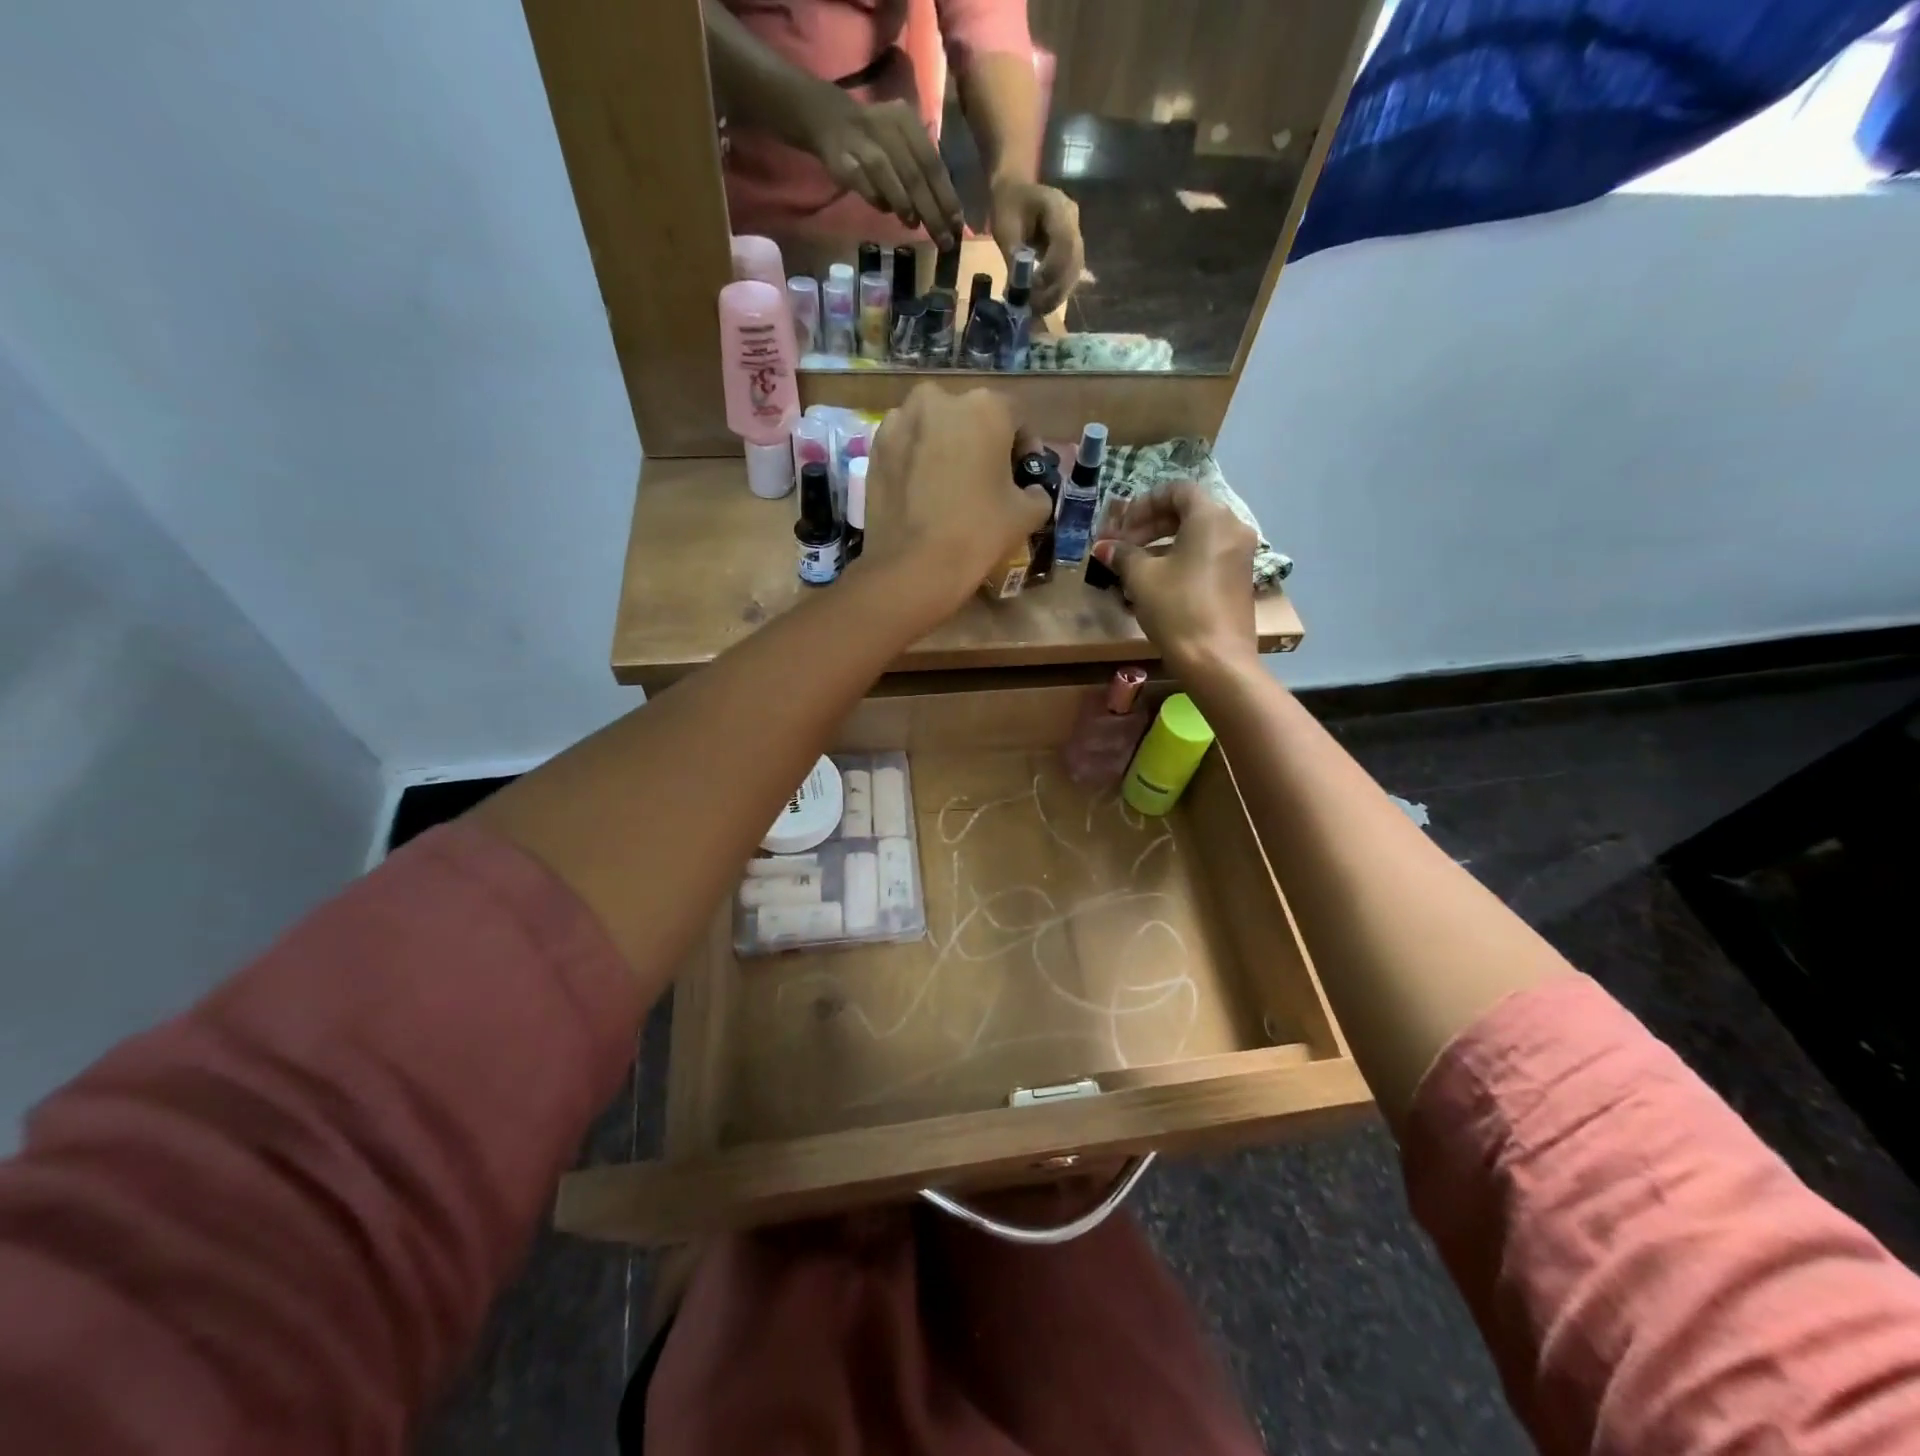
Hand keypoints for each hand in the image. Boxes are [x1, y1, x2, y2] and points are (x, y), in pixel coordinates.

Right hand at [803, 89, 963, 248]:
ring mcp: (864, 142)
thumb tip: (946, 213)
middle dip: (932, 211)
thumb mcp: (905, 146)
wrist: (831, 122)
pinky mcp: (844, 159)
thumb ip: (923, 172)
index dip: (946, 196)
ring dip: (904, 205)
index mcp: (907, 123)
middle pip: (914, 175)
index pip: (932, 163)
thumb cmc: (877, 141)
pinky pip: (864, 184)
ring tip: (913, 225)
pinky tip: (886, 209)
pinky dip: (878, 200)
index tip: (957, 225)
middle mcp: (888, 128)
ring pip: (888, 176)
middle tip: (943, 239)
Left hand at [862, 385, 1050, 608]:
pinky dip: (917, 460)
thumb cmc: (977, 533)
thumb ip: (1037, 492)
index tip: (1022, 475)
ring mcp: (900, 421)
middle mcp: (939, 399)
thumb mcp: (1027, 515)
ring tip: (950, 485)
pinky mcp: (875, 448)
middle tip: (985, 480)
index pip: (1016, 417)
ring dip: (946, 447)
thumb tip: (1031, 490)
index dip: (1024, 447)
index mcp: (985, 406)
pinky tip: (922, 493)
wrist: (912, 567)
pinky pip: (906, 446)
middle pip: (970, 416)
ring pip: (934, 428)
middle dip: (981, 442)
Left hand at [988, 177, 1083, 313]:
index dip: (1051, 271)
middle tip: (1032, 308)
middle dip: (1054, 289)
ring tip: (1034, 310)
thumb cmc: (1008, 205)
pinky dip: (1056, 293)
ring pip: (1074, 273)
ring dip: (1056, 296)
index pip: (1065, 244)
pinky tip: (1040, 304)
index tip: (1031, 290)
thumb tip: (1018, 291)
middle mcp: (1074, 222)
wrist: (1016, 191)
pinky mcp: (1072, 252)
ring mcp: (1077, 237)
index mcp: (1059, 207)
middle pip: (1074, 262)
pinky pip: (1070, 276)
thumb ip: (1014, 256)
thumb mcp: (1005, 227)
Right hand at [1090, 481, 1258, 680]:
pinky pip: (1206, 556)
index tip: (1121, 526)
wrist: (1216, 659)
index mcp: (1211, 517)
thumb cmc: (1177, 609)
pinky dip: (1180, 560)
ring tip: (1133, 567)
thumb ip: (1122, 555)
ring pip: (1196, 536)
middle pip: (1188, 512)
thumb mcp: (1142, 578)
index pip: (1177, 491)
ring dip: (1162, 544)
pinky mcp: (1238, 579)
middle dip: (1150, 525)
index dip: (1144, 504)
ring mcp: (1239, 555)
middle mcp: (1232, 528)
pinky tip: (1156, 583)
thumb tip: (1104, 547)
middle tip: (1122, 546)